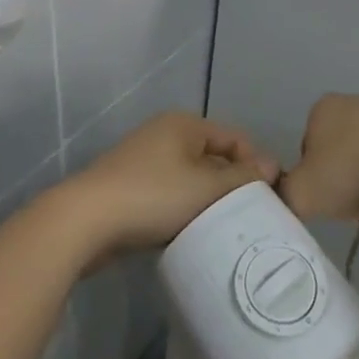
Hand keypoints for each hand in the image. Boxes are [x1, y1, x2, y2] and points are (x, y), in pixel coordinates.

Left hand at [61, 111, 278, 261]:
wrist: (86, 221)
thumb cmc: (152, 196)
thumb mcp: (205, 187)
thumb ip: (242, 178)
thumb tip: (272, 166)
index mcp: (184, 124)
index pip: (235, 139)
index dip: (256, 166)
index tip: (268, 202)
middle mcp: (165, 134)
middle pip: (213, 158)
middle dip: (231, 187)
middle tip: (249, 220)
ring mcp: (145, 160)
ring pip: (191, 179)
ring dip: (207, 202)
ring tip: (222, 230)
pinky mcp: (130, 187)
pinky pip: (170, 194)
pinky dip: (183, 210)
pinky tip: (190, 234)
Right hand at [279, 93, 358, 221]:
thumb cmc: (348, 171)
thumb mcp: (302, 193)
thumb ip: (285, 195)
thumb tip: (286, 197)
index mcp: (321, 108)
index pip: (307, 145)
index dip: (312, 174)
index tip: (324, 196)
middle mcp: (353, 101)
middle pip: (339, 146)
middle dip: (343, 172)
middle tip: (349, 200)